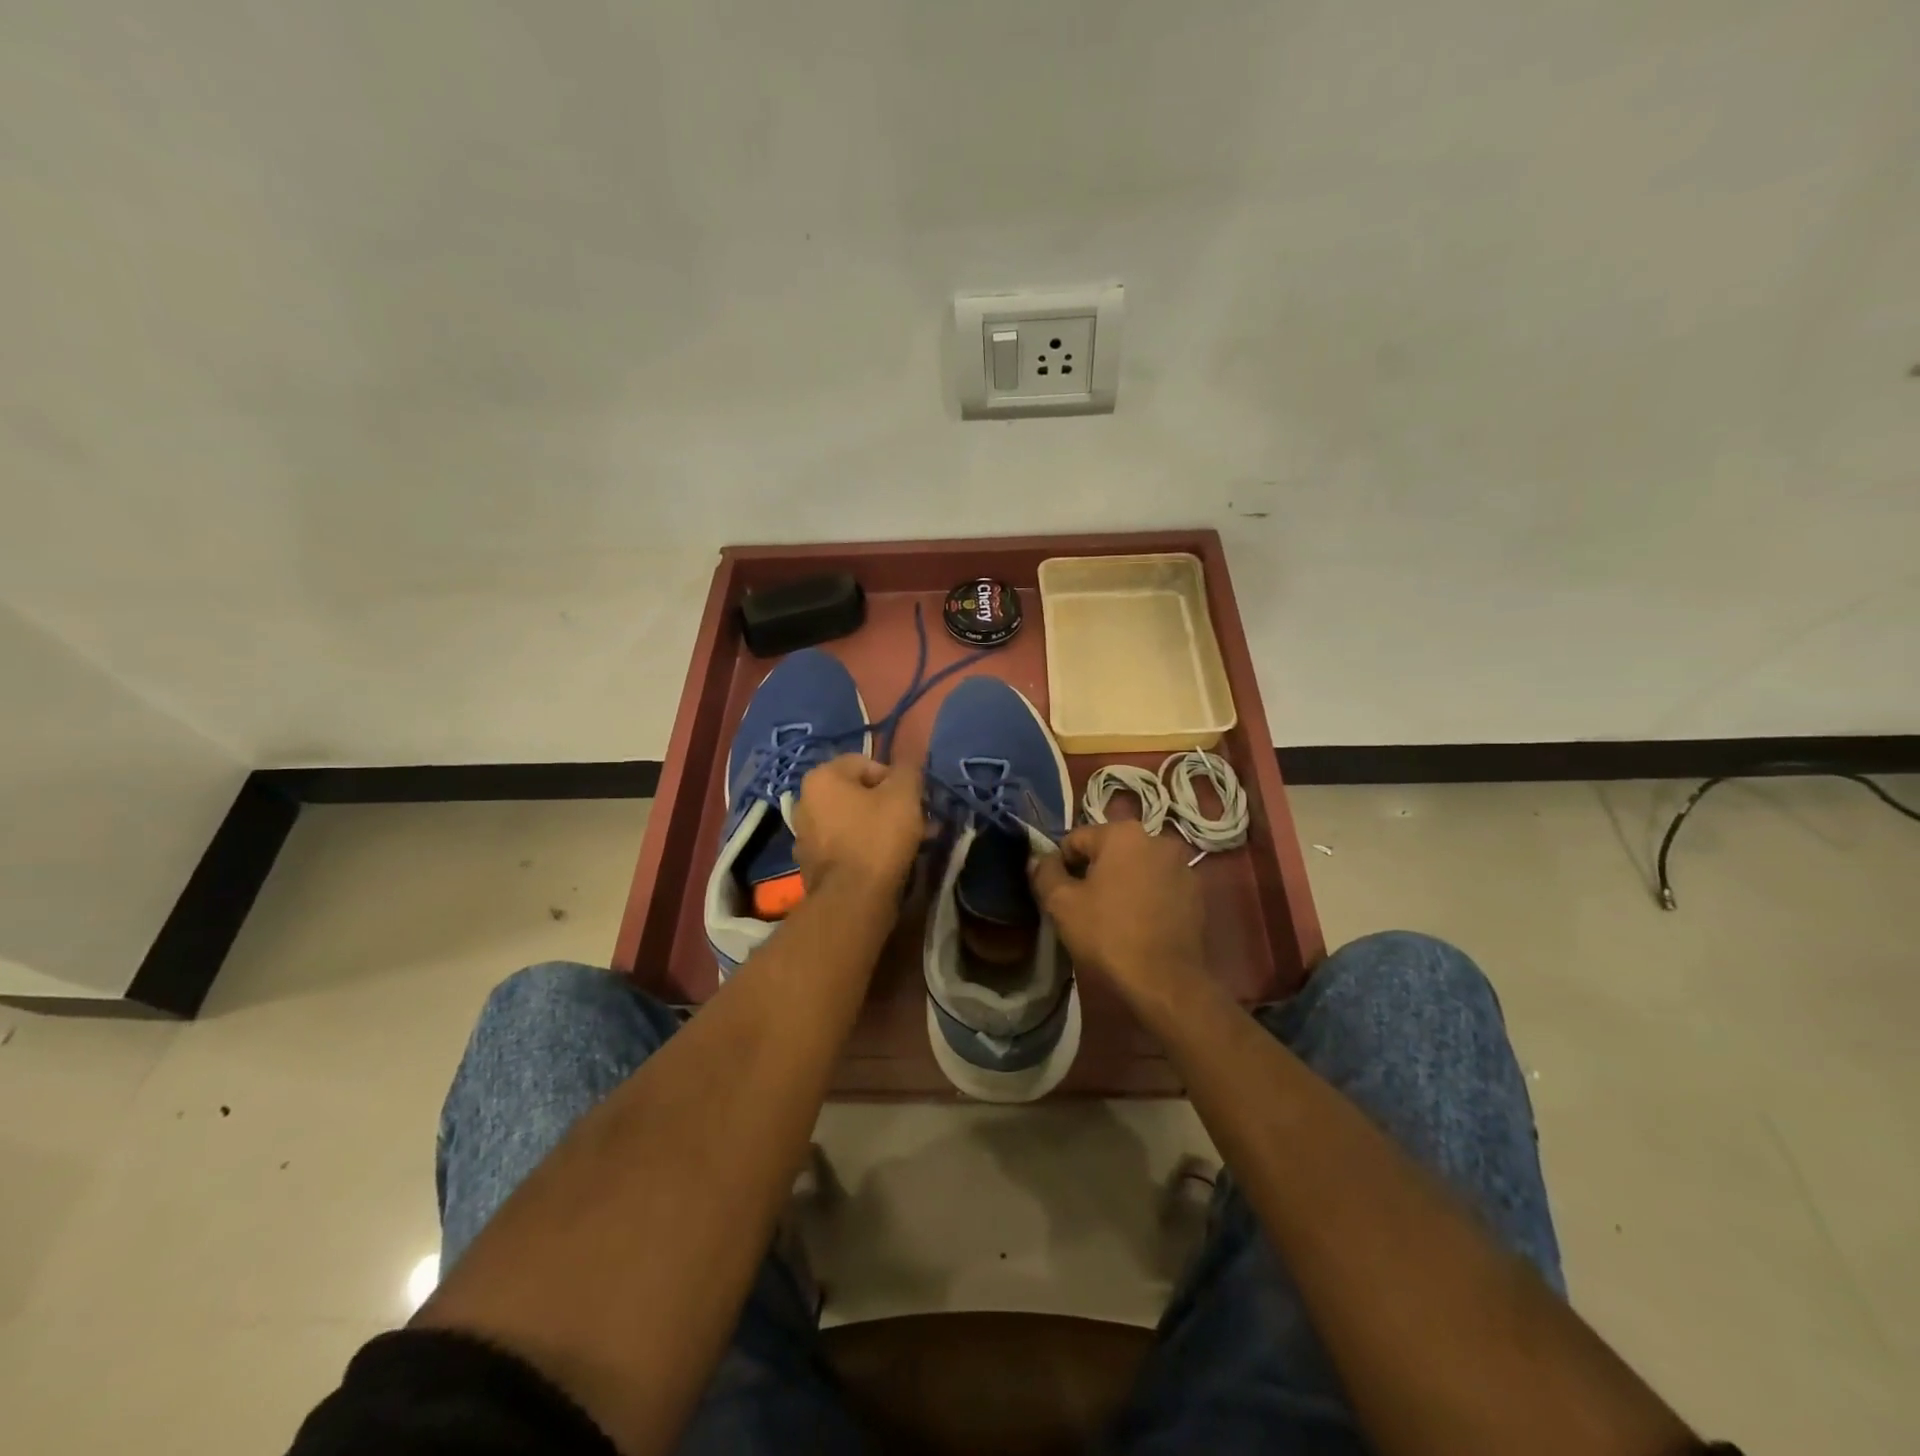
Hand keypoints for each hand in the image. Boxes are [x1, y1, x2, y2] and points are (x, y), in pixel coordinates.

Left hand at [791, 755, 925, 899]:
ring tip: (908, 844)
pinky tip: (887, 862)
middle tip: (916, 822)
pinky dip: (865, 848)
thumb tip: (908, 760)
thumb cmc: (877, 837)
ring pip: (853, 820)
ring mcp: (805, 835)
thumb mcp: (904, 795)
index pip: (866, 763)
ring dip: (880, 827)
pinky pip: (845, 845)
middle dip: (890, 805)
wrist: (852, 900)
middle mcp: (805, 801)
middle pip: (858, 793)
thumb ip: (908, 769)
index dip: (895, 779)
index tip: (912, 800)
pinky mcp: (811, 864)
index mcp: (821, 778)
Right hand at [1028, 821, 1207, 1012]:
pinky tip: (1138, 924)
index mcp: (1123, 833)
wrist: (1165, 982)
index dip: (1061, 864)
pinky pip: (1159, 885)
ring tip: (1112, 916)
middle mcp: (1157, 839)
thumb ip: (1045, 872)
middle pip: (1110, 850)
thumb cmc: (1108, 935)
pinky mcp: (1197, 893)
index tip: (1059, 893)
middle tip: (1083, 905)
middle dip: (1094, 871)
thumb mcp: (1062, 904)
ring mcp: (1182, 866)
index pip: (1077, 839)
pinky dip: (1146, 896)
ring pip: (1136, 867)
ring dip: (1121, 882)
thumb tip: (1038, 858)